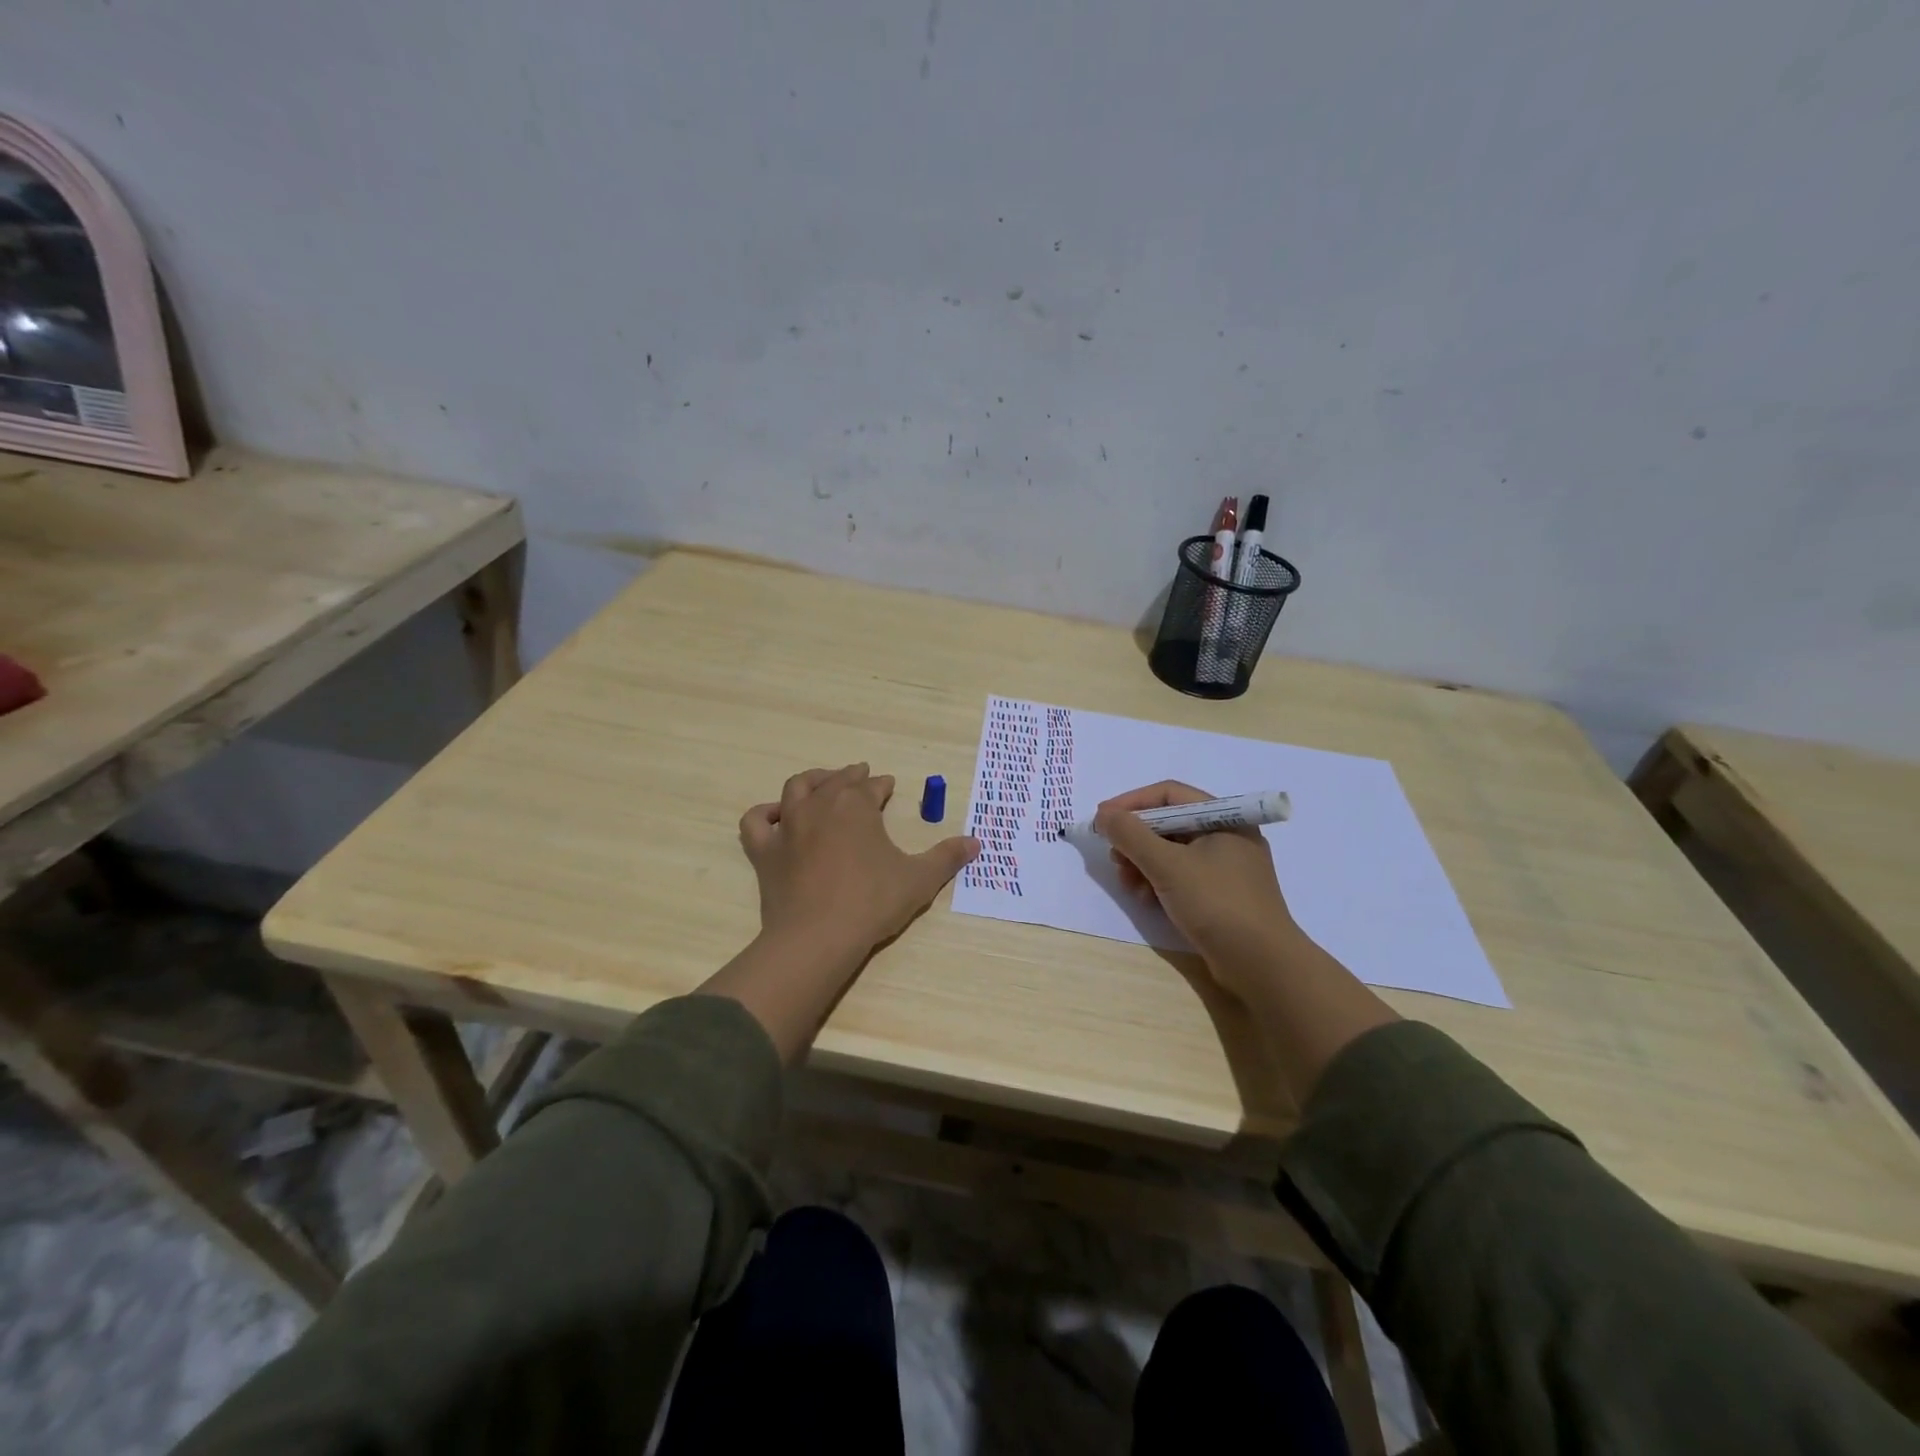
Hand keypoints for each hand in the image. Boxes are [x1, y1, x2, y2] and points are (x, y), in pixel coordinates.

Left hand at [739, 763, 979, 961]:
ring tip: (822, 783)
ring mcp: (788, 826)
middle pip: (836, 781)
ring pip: (796, 789)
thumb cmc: (873, 902)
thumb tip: (976, 843)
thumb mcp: (919, 879)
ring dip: (812, 781)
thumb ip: (947, 857)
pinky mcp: (765, 851)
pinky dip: (765, 814)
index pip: (871, 786)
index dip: (881, 785)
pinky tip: (775, 816)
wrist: (818, 937)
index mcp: (856, 805)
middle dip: (851, 777)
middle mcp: (820, 805)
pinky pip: (756, 822)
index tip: (888, 786)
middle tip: (861, 777)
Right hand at [1097, 780, 1399, 1101]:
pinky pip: (1182, 875)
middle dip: (1136, 838)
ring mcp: (1227, 867)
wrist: (1262, 965)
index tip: (1101, 819)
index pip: (1169, 794)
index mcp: (1225, 818)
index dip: (1131, 803)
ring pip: (1173, 851)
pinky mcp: (1222, 894)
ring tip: (1128, 884)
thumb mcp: (1167, 865)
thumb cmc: (1217, 904)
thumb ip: (1131, 835)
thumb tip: (1103, 815)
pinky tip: (1147, 900)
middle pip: (1169, 822)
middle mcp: (1228, 836)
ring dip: (1143, 863)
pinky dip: (1160, 881)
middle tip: (1114, 857)